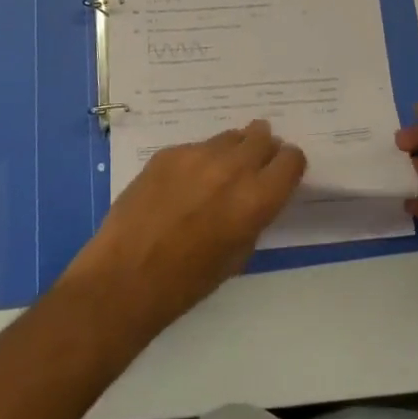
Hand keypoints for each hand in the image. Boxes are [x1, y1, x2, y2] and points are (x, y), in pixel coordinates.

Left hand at [60, 121, 306, 341]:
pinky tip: (182, 185)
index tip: (281, 174)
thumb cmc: (188, 281)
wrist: (126, 276)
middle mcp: (232, 167)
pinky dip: (198, 161)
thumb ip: (254, 216)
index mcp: (256, 198)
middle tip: (253, 166)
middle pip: (262, 137)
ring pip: (229, 137)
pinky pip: (196, 148)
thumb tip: (256, 195)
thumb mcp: (238, 254)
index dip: (288, 166)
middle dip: (263, 149)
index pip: (291, 159)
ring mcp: (197, 155)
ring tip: (217, 174)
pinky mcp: (168, 152)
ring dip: (232, 151)